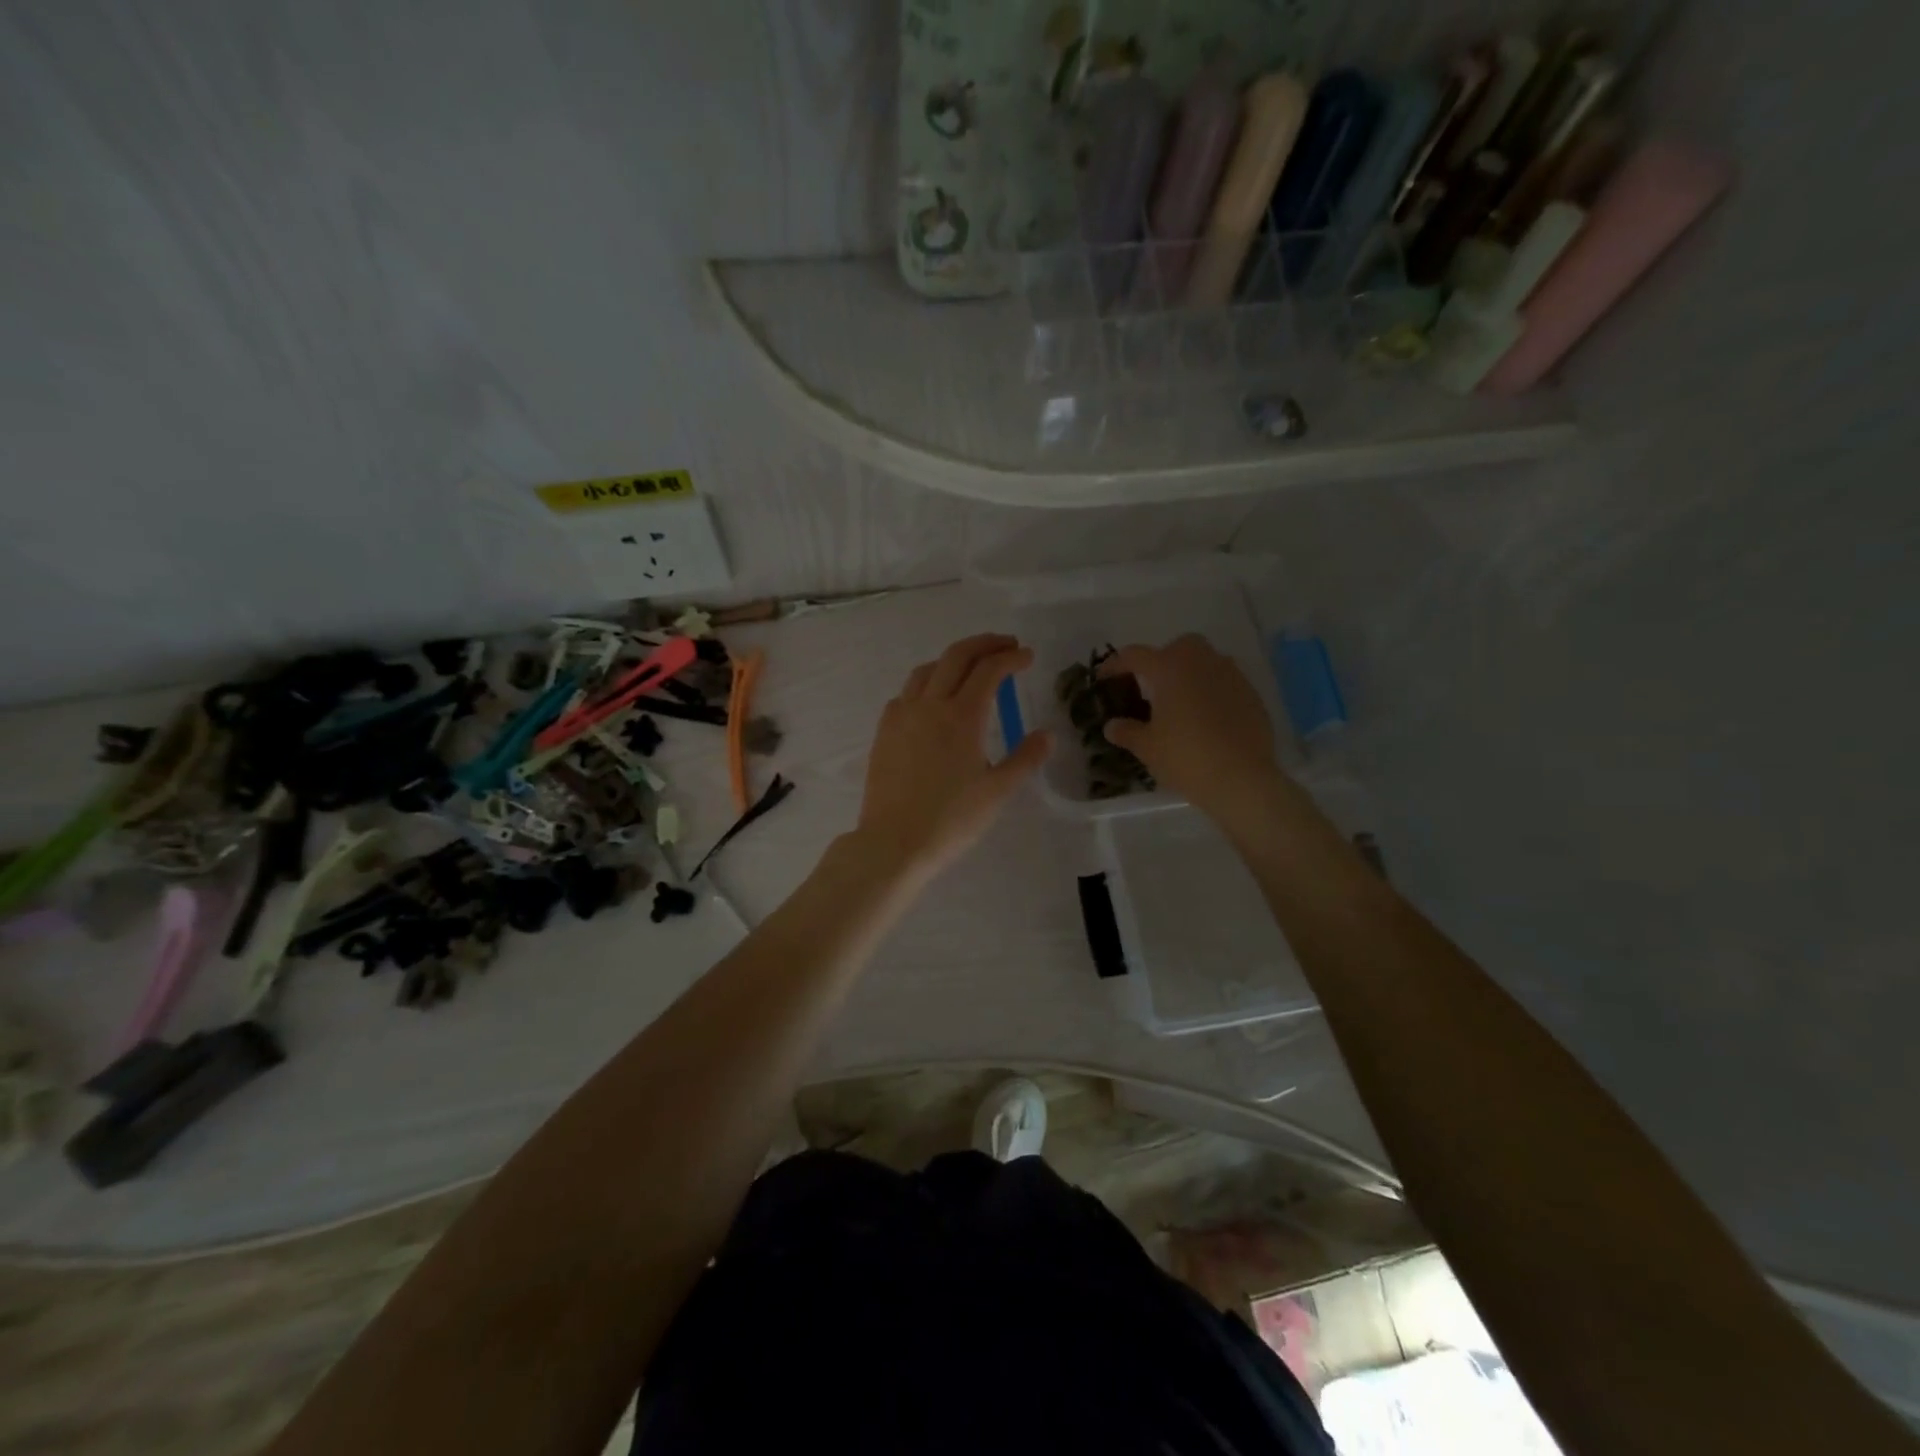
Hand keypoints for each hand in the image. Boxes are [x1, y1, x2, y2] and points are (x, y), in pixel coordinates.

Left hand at [855, 634, 1050, 879]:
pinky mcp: (884, 732)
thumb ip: (1025, 758)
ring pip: (926, 670)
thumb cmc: (951, 819)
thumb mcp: (998, 791)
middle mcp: (929, 705)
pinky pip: (906, 693)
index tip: (1027, 656)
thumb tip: (1046, 735)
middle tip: (1005, 645)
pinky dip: (926, 684)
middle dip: (984, 644)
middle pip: (956, 656)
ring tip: (970, 668)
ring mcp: (902, 716)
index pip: (989, 670)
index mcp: (962, 716)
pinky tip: (933, 701)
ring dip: (952, 660)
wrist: (894, 842)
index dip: (1010, 658)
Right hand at [1100, 635, 1280, 818]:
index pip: (1135, 655)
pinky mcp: (1252, 695)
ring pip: (1207, 661)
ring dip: (1192, 674)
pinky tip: (1208, 719)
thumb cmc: (1185, 757)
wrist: (1242, 779)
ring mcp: (1231, 676)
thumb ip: (1127, 732)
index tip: (1104, 677)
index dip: (1115, 664)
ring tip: (1181, 703)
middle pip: (1179, 646)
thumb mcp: (1148, 747)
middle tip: (1152, 686)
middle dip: (1163, 659)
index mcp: (1169, 668)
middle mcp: (1202, 662)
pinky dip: (1213, 692)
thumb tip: (1112, 726)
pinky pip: (1226, 683)